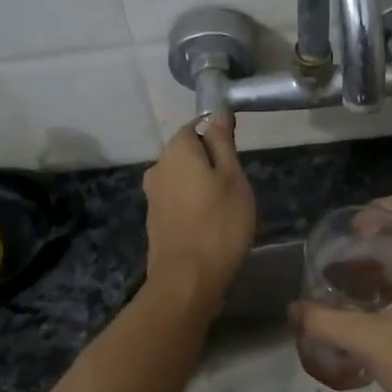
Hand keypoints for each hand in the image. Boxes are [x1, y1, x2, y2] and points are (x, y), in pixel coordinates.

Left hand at [142, 112, 255, 315]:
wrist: (186, 280)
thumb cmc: (219, 224)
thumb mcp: (232, 176)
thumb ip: (223, 142)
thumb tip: (218, 111)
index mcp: (176, 150)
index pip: (197, 126)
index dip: (219, 137)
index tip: (238, 157)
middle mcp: (158, 167)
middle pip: (188, 153)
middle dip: (211, 163)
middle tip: (237, 186)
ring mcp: (153, 196)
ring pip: (183, 179)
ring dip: (202, 187)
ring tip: (227, 208)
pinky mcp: (154, 221)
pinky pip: (178, 201)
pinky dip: (193, 206)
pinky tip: (210, 225)